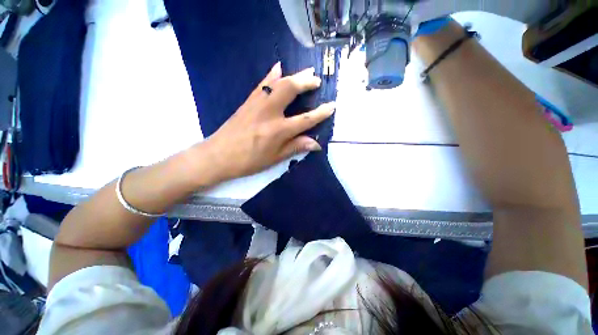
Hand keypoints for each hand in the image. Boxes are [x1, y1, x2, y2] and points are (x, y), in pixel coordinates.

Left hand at [202, 62, 334, 181]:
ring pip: (277, 83)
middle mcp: (269, 113)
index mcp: (278, 130)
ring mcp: (257, 104)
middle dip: (306, 82)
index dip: (321, 113)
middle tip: (316, 80)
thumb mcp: (275, 158)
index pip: (305, 119)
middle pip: (291, 90)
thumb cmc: (248, 161)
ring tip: (305, 71)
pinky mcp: (248, 101)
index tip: (332, 106)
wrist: (218, 156)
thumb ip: (296, 147)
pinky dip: (272, 75)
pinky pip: (262, 84)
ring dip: (293, 75)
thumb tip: (316, 144)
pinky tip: (278, 67)